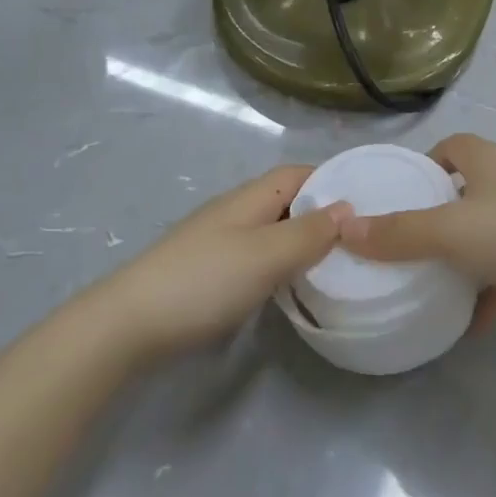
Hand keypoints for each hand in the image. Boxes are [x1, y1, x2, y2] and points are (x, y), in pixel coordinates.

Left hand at [93, 165, 351, 362]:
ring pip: (271, 229)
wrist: (129, 323)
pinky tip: (287, 286)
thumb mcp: (267, 256)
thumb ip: (309, 233)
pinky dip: (278, 262)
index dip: (331, 180)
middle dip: (320, 212)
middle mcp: (235, 210)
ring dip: (299, 240)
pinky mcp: (206, 270)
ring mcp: (218, 240)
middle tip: (358, 239)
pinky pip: (255, 254)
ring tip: (333, 264)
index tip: (366, 201)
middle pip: (286, 199)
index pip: (299, 173)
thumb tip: (348, 208)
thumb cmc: (205, 281)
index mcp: (251, 197)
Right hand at [340, 134, 495, 330]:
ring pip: (493, 231)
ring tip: (436, 281)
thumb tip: (344, 228)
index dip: (427, 165)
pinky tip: (472, 323)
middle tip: (412, 242)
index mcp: (490, 161)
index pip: (453, 147)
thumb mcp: (450, 231)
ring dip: (469, 255)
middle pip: (471, 189)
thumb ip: (398, 233)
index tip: (403, 194)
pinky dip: (493, 292)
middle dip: (443, 213)